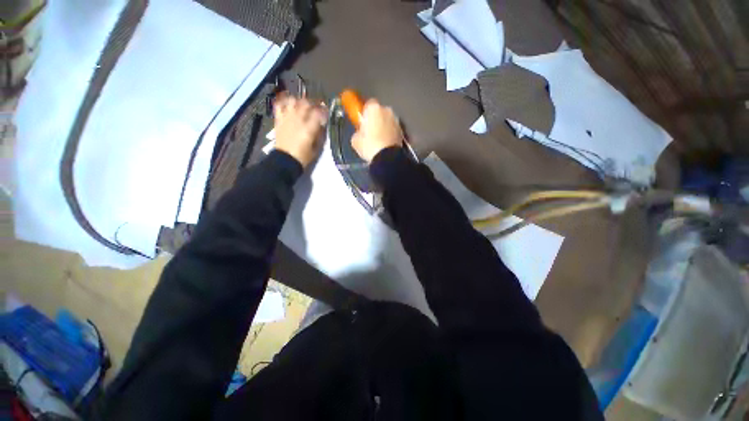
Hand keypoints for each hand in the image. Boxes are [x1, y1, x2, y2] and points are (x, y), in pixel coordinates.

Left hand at [273, 93, 326, 167]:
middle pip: (306, 103)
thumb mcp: (316, 148)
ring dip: (300, 101)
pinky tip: (289, 104)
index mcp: (309, 129)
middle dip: (313, 104)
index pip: (318, 113)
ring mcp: (287, 118)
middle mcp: (298, 120)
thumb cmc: (303, 157)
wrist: (285, 160)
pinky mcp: (279, 119)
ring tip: (303, 106)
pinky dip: (284, 102)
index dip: (324, 111)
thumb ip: (319, 134)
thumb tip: (321, 125)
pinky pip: (280, 105)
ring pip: (293, 101)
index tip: (326, 113)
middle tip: (316, 108)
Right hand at [351, 99, 402, 161]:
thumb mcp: (355, 140)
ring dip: (384, 126)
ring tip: (379, 139)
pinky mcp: (402, 131)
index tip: (362, 121)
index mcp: (374, 108)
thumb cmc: (369, 146)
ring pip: (387, 120)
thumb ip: (358, 132)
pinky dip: (390, 134)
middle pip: (379, 112)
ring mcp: (397, 120)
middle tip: (370, 130)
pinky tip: (385, 143)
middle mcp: (387, 110)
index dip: (364, 112)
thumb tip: (360, 133)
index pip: (368, 104)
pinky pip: (393, 130)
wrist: (387, 158)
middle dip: (375, 119)